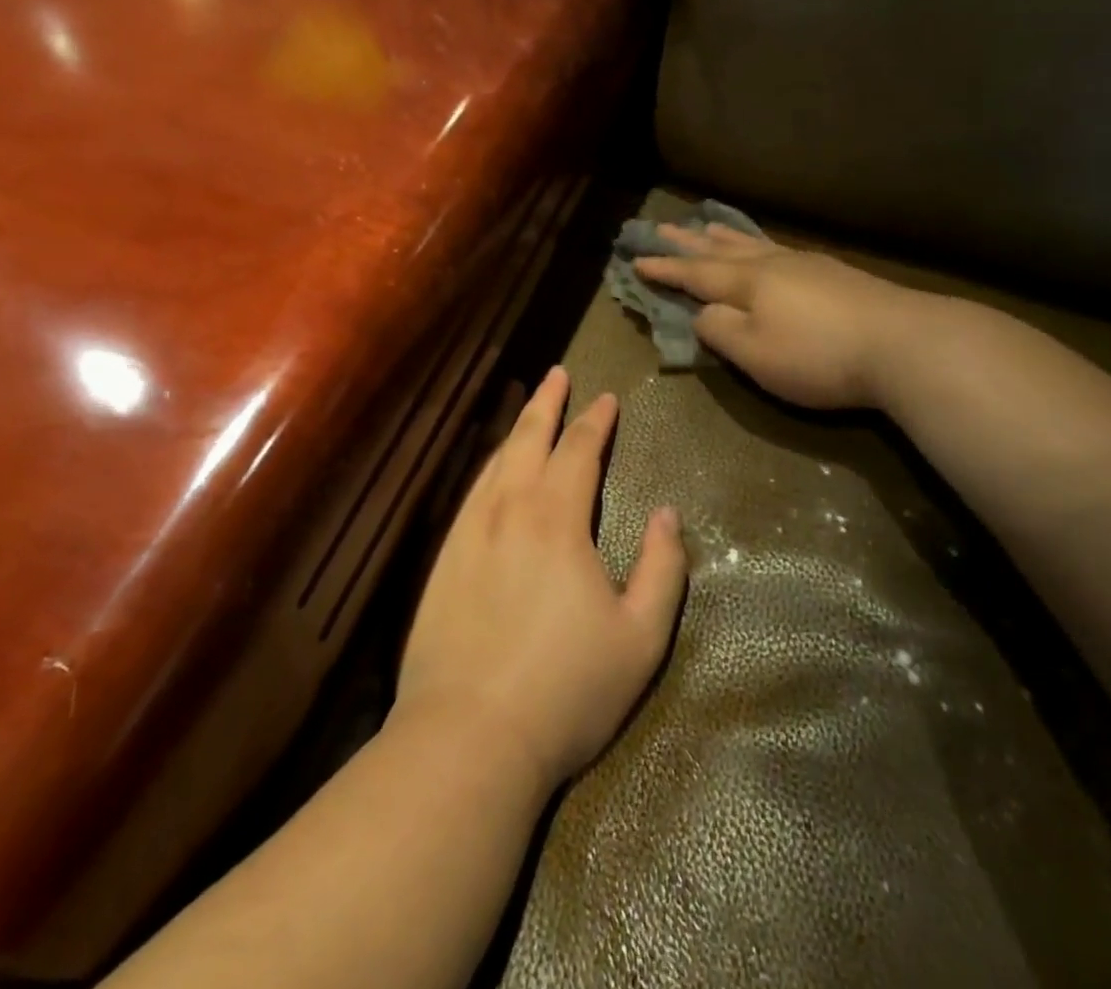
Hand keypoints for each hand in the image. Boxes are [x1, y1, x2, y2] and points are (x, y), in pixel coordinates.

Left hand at [395, 367, 687, 791]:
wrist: (467, 738)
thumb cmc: (565, 689)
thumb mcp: (640, 638)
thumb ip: (662, 569)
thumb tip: (668, 515)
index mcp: (557, 520)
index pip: (580, 451)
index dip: (596, 421)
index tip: (607, 398)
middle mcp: (509, 510)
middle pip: (529, 440)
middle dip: (548, 404)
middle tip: (558, 373)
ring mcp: (469, 532)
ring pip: (495, 461)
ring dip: (516, 429)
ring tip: (529, 408)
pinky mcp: (442, 559)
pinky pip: (470, 493)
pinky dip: (487, 466)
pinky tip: (491, 469)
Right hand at [635, 223, 908, 409]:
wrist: (904, 343)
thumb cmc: (818, 354)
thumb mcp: (755, 353)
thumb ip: (719, 330)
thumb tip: (701, 311)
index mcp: (747, 282)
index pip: (694, 273)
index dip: (664, 269)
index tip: (636, 260)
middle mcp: (772, 264)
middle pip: (721, 249)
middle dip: (688, 242)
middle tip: (662, 226)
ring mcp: (806, 265)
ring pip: (753, 244)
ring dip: (725, 236)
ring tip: (708, 225)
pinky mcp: (835, 274)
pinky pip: (780, 249)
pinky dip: (760, 244)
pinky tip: (768, 248)